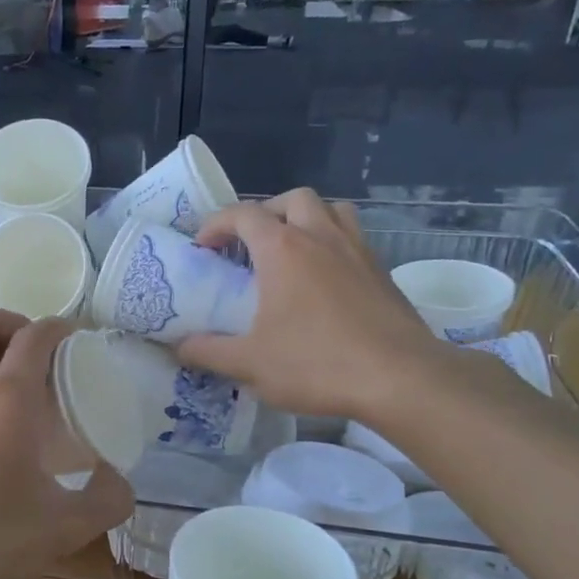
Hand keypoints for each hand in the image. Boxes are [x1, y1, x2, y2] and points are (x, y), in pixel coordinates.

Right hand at [176, 190, 445, 420]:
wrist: (399, 378)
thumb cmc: (316, 364)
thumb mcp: (248, 364)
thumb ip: (207, 352)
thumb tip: (179, 347)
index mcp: (283, 249)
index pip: (243, 214)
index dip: (216, 224)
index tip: (202, 248)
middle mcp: (321, 237)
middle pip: (292, 200)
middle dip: (265, 213)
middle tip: (249, 245)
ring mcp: (357, 250)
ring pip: (331, 210)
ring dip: (306, 219)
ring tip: (290, 250)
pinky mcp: (382, 271)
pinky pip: (353, 238)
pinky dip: (332, 243)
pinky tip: (324, 280)